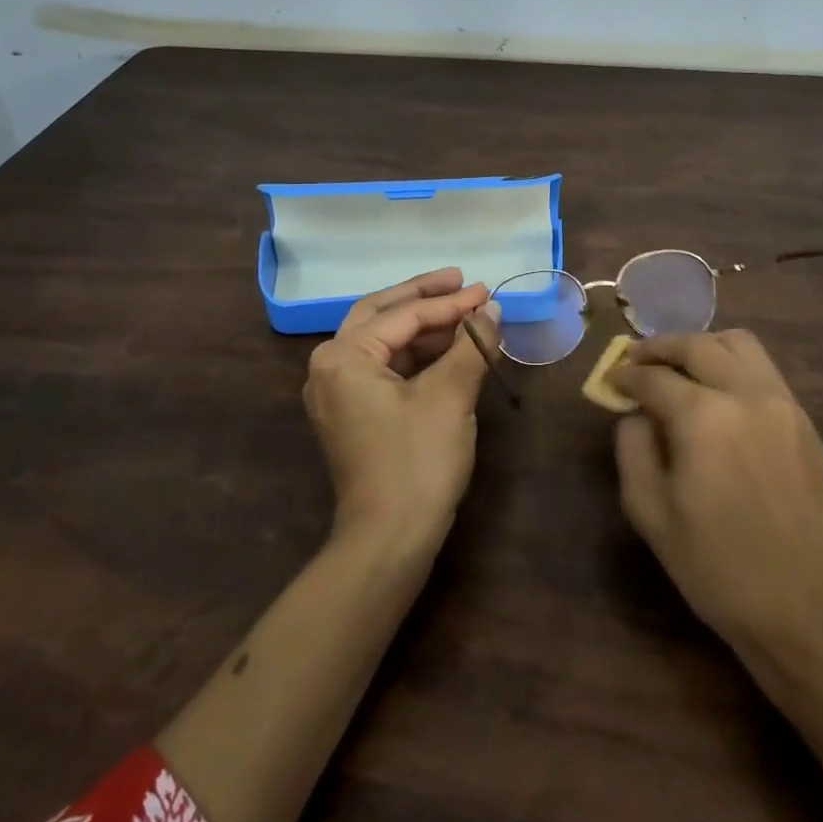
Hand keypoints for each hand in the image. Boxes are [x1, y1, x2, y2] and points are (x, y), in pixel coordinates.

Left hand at [303, 268, 499, 552]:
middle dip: (425, 298)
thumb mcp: (450, 396)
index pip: (403, 315)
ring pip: (383, 341)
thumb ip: (471, 345)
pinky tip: (448, 350)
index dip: (449, 302)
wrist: (389, 540)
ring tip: (465, 315)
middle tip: (463, 282)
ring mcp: (338, 392)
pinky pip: (384, 367)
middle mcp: (330, 366)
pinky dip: (416, 355)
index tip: (486, 290)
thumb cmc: (417, 461)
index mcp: (343, 356)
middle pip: (382, 314)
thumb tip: (491, 308)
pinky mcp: (353, 413)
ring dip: (423, 327)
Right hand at [611, 330, 822, 664]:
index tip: (611, 380)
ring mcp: (784, 405)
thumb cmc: (720, 570)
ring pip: (740, 345)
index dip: (626, 375)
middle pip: (698, 345)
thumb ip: (633, 450)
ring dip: (703, 347)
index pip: (654, 377)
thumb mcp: (652, 515)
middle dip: (661, 347)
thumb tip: (636, 416)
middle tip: (637, 359)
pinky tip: (719, 395)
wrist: (812, 613)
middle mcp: (747, 395)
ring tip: (679, 367)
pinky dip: (734, 366)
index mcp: (704, 417)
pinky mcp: (806, 424)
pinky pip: (765, 372)